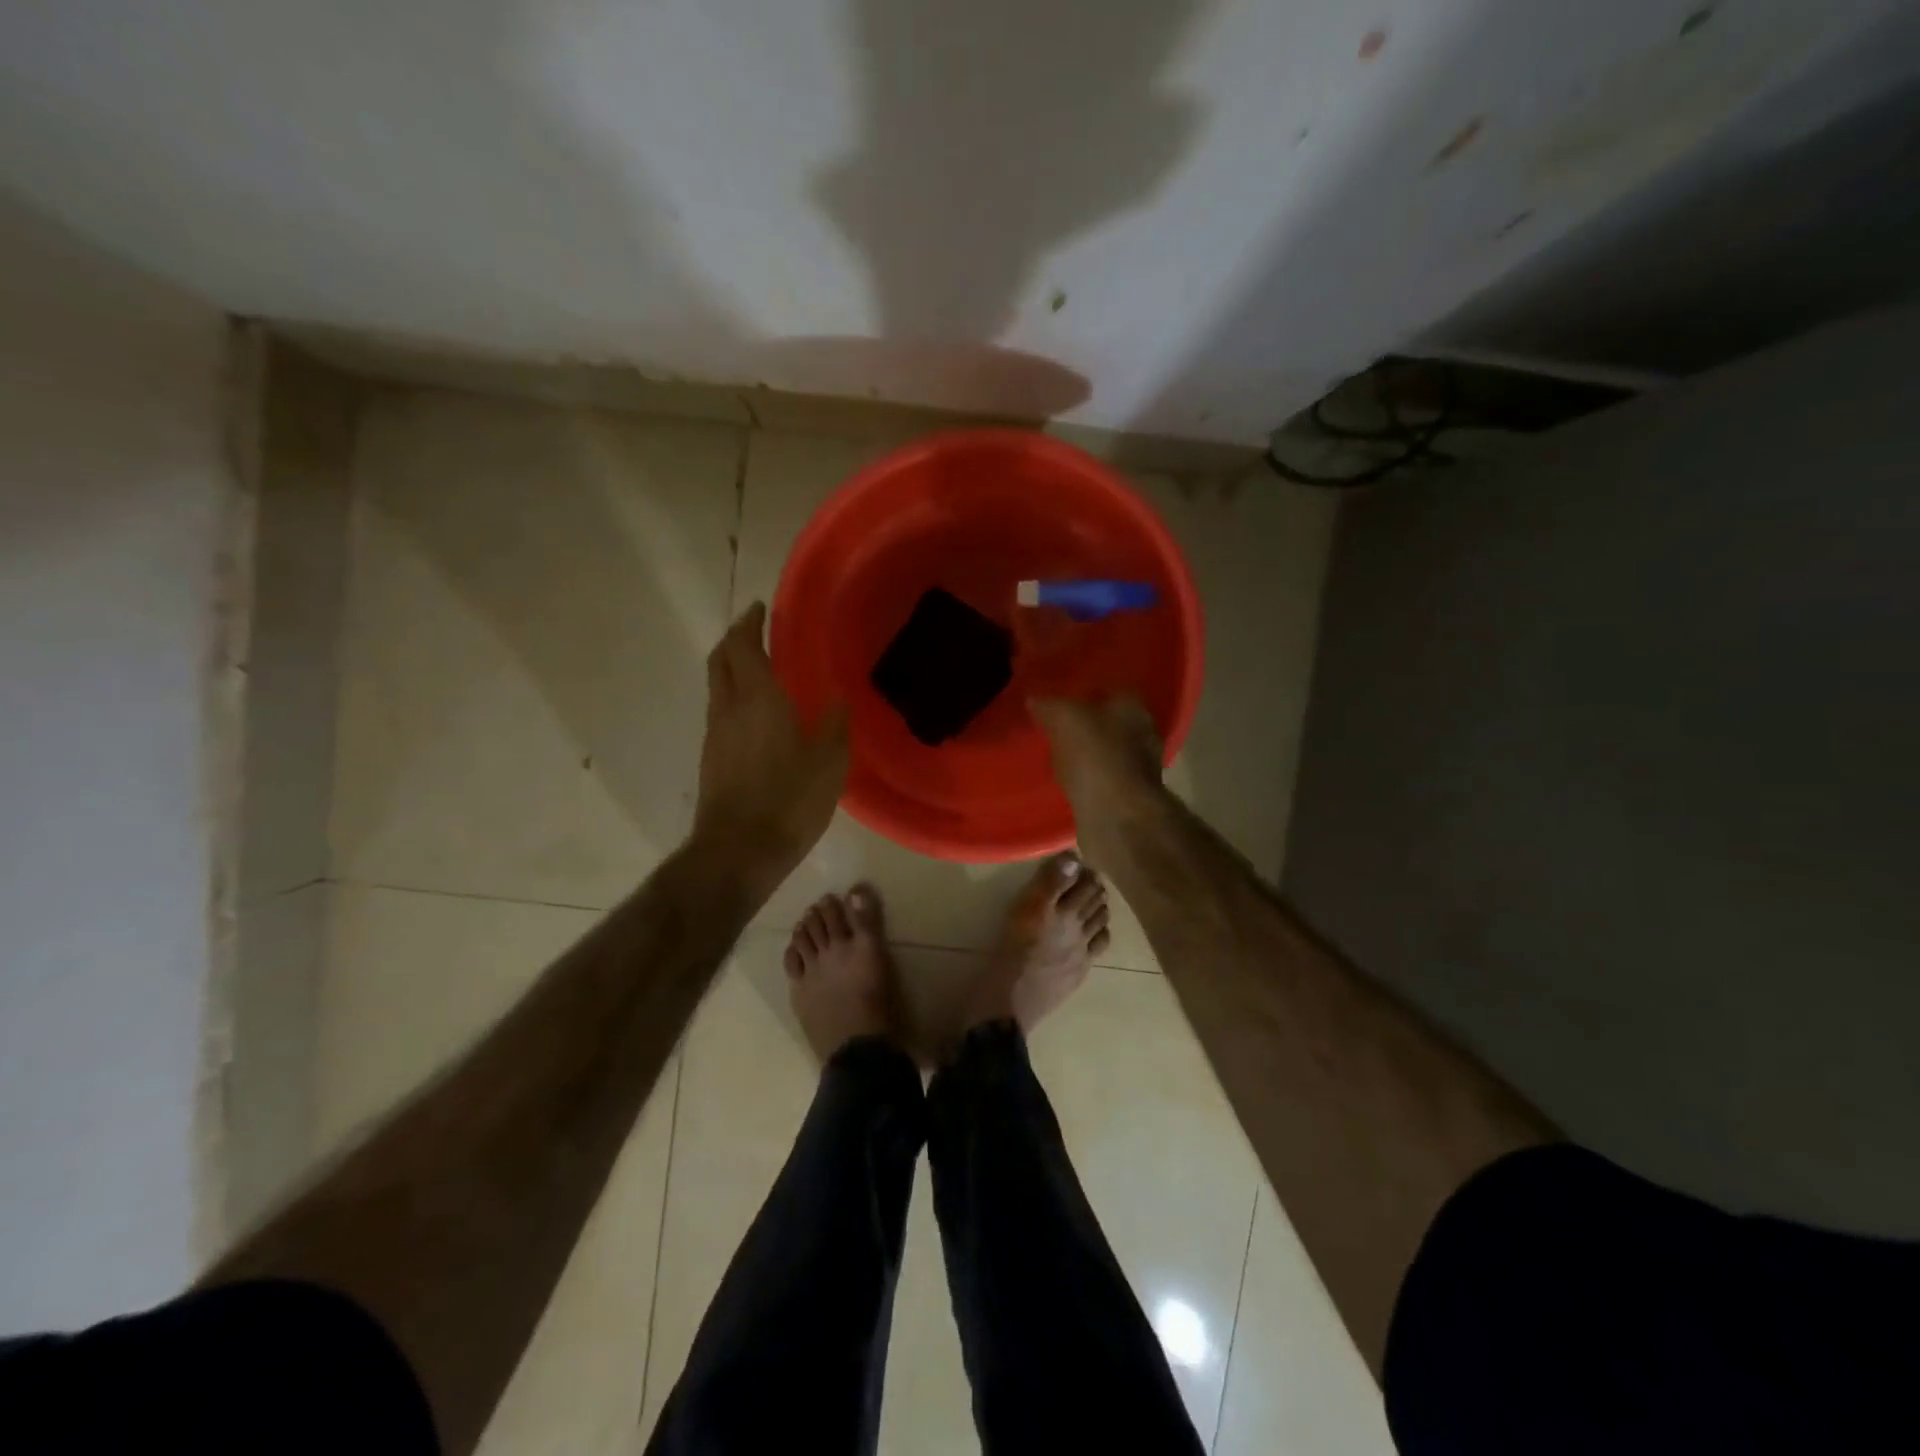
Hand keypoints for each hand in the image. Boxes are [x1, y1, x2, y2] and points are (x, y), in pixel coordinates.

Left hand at [694, 603, 847, 878]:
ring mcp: (714, 734)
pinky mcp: (711, 758)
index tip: (761, 609)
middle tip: (757, 631)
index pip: (742, 646)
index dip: (749, 623)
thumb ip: (835, 724)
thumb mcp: (830, 763)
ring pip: (717, 686)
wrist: (739, 851)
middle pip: (720, 659)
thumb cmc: (789, 801)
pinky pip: (720, 712)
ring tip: (762, 670)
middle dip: (734, 639)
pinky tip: (758, 715)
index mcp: (758, 699)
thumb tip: (838, 698)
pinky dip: (734, 697)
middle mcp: (728, 709)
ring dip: (733, 669)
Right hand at [1030, 695, 1164, 849]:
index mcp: (1133, 707)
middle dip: (1087, 725)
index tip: (1059, 699)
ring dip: (1087, 754)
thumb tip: (1035, 700)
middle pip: (1110, 722)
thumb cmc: (1095, 756)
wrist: (1117, 816)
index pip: (1108, 689)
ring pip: (1107, 752)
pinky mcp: (1128, 797)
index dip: (1083, 693)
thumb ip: (1049, 705)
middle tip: (1055, 727)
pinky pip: (1102, 780)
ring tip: (1057, 756)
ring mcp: (1139, 768)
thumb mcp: (1064, 718)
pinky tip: (1068, 782)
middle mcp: (1143, 734)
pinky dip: (1087, 779)